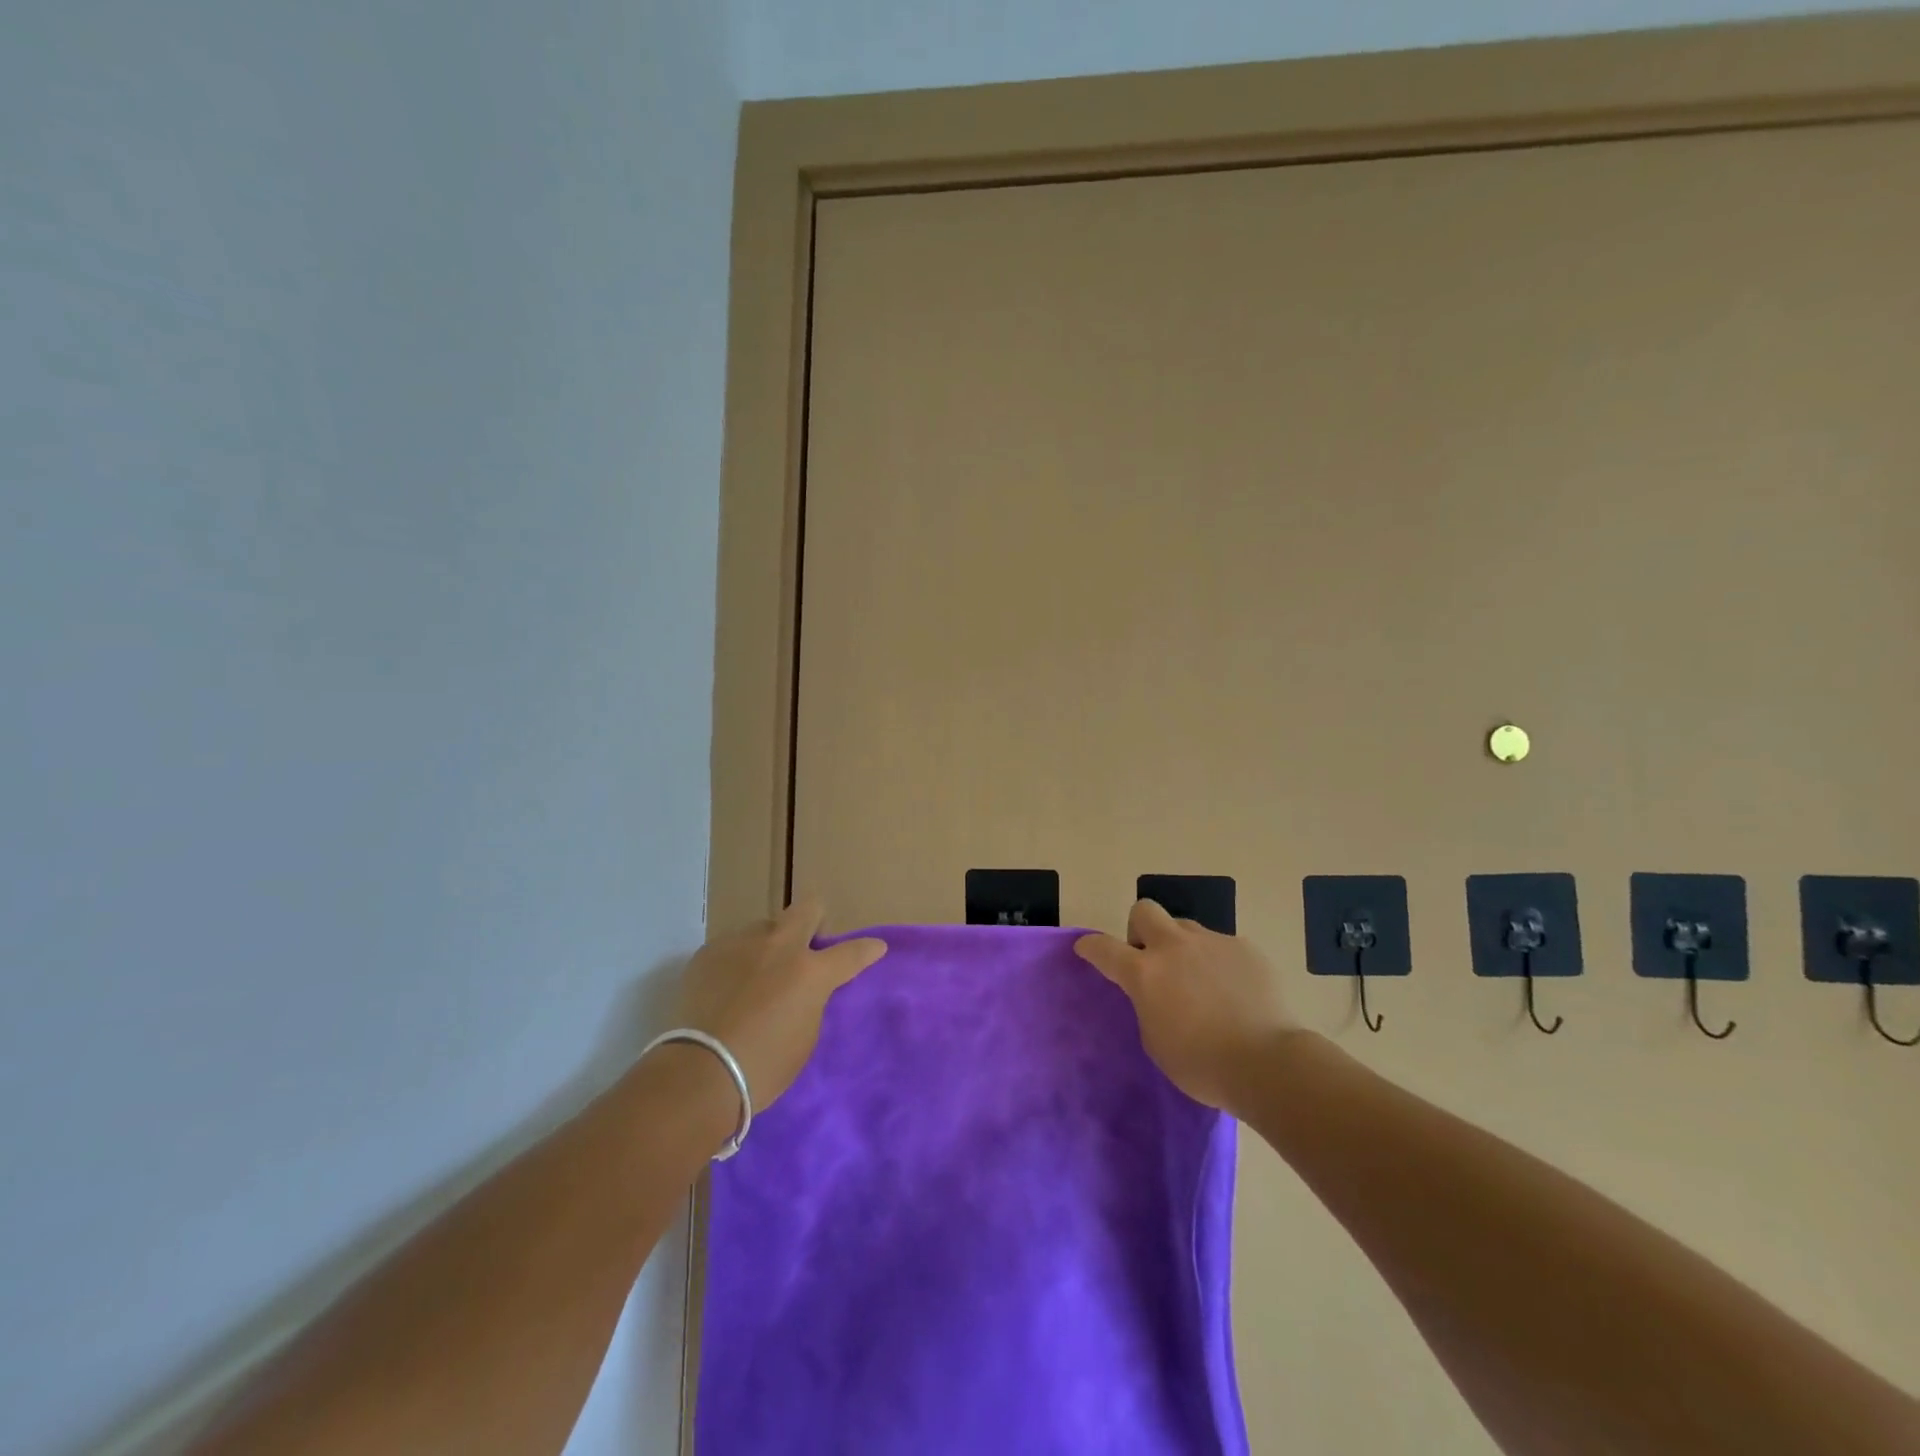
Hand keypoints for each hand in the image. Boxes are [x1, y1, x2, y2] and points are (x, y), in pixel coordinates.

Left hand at [674, 900, 885, 1107]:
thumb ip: (811, 1001)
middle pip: (807, 909)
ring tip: (756, 977)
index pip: (852, 952)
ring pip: (764, 928)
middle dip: (814, 921)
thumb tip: (804, 988)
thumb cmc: (762, 1068)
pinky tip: (727, 989)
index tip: (875, 948)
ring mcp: (740, 944)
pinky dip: (737, 962)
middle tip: (807, 947)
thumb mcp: (805, 1037)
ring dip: (769, 946)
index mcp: (810, 972)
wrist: (697, 1074)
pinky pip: (732, 947)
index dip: (867, 949)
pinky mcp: (707, 953)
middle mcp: (778, 947)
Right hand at [1076, 900, 1300, 1112]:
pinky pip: (1221, 946)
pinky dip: (1218, 963)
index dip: (1090, 946)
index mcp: (1145, 972)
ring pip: (1185, 928)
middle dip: (1140, 928)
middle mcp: (1175, 947)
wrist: (1268, 1063)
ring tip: (1198, 980)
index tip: (1085, 948)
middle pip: (1145, 910)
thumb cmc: (1202, 1064)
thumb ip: (1147, 1004)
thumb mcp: (1155, 1040)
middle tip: (1150, 958)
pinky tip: (1233, 991)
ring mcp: (1212, 943)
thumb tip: (1155, 992)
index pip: (1104, 948)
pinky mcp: (1245, 948)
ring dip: (1181, 946)